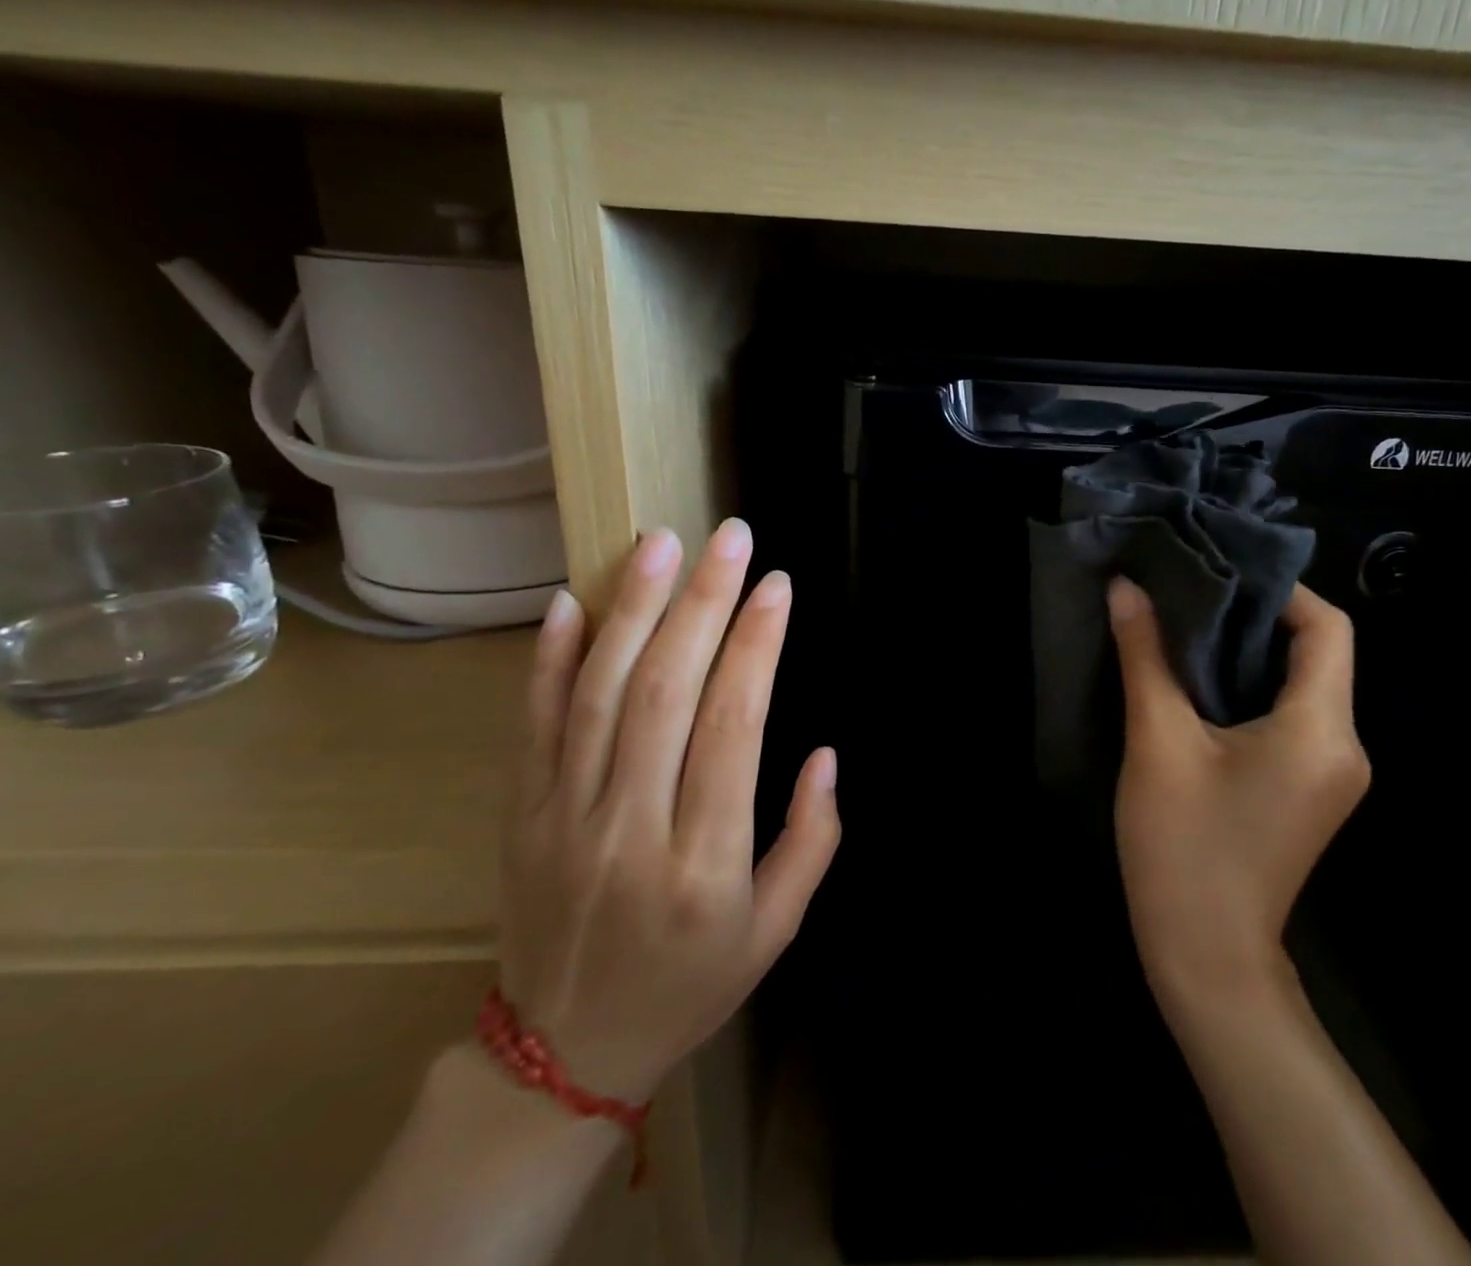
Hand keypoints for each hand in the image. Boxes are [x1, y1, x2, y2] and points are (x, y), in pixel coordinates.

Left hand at [497, 520, 840, 1103]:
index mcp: (702, 862)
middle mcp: (630, 828)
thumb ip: (811, 840)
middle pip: (666, 691)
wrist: (561, 1056)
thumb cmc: (688, 986)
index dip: (757, 646)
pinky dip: (550, 658)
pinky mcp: (520, 814)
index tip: (777, 587)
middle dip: (704, 603)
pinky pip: (534, 724)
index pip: (732, 726)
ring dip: (633, 609)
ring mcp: (564, 817)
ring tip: (662, 545)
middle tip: (731, 538)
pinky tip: (573, 601)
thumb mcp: (776, 931)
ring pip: (600, 693)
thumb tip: (825, 754)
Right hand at [1108, 576, 1368, 1021]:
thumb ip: (1145, 656)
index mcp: (1322, 729)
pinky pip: (1292, 718)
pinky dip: (1251, 689)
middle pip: (1318, 654)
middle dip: (1257, 616)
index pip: (1329, 629)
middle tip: (1191, 590)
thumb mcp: (1158, 741)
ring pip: (1302, 686)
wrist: (1205, 957)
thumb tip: (1127, 588)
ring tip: (1186, 626)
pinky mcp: (1309, 791)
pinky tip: (1199, 682)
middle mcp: (1345, 746)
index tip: (1220, 571)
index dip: (1282, 589)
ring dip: (1250, 653)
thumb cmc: (1183, 846)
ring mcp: (1332, 774)